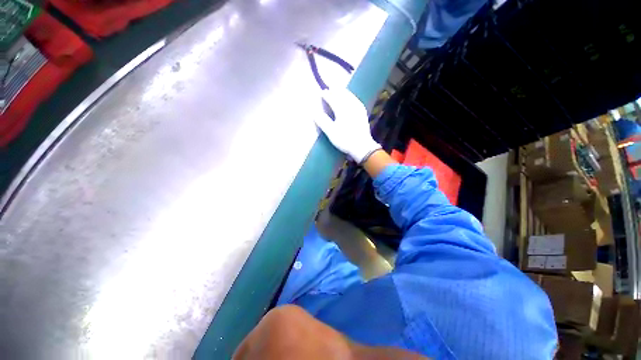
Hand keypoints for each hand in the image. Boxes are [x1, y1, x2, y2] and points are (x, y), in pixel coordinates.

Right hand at [314, 89, 380, 163]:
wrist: (362, 146)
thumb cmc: (345, 140)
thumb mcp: (331, 132)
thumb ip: (323, 121)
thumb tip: (314, 113)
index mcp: (341, 110)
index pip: (332, 99)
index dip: (327, 95)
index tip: (321, 93)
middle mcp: (350, 106)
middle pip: (342, 95)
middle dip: (335, 90)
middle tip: (330, 87)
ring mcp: (358, 109)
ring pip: (350, 96)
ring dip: (344, 92)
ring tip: (339, 89)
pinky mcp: (363, 113)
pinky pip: (356, 100)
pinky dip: (352, 97)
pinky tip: (351, 98)